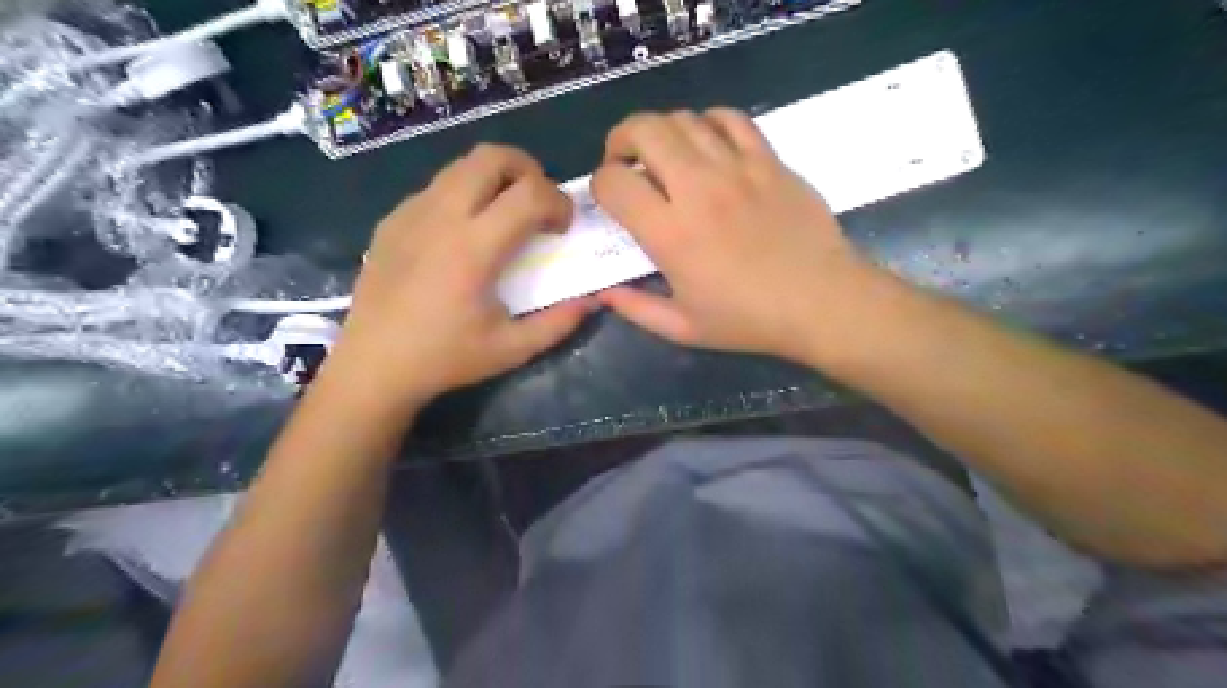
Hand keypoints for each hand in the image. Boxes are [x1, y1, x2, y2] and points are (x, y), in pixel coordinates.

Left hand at [324, 142, 593, 407]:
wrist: (374, 366)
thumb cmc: (446, 359)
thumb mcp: (512, 349)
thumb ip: (559, 323)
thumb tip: (593, 300)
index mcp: (474, 248)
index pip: (530, 193)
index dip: (559, 202)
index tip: (563, 228)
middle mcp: (442, 217)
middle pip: (492, 157)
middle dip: (528, 170)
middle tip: (538, 204)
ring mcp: (411, 213)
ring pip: (461, 165)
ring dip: (495, 178)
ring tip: (504, 214)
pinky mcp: (392, 220)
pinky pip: (437, 187)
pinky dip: (464, 195)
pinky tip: (463, 234)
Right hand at [590, 110, 877, 363]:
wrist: (821, 301)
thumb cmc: (750, 320)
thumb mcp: (684, 329)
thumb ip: (636, 309)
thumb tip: (603, 294)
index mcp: (670, 233)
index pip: (614, 182)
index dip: (600, 184)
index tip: (610, 198)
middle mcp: (697, 189)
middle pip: (644, 130)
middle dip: (621, 140)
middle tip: (624, 161)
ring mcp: (737, 168)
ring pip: (684, 119)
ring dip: (661, 131)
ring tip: (664, 155)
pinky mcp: (768, 161)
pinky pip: (731, 119)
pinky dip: (708, 122)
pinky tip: (707, 143)